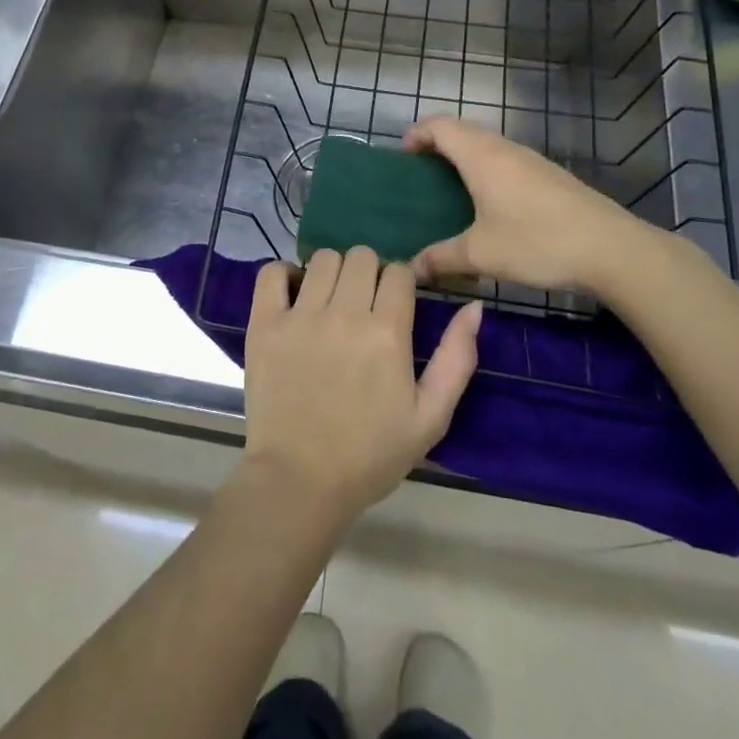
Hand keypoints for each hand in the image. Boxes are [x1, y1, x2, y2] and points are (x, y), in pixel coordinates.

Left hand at [241, 247, 481, 525]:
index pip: (399, 271)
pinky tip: (293, 294)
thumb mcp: (431, 416)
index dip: (401, 283)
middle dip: (369, 273)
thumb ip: (457, 358)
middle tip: (363, 304)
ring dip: (332, 272)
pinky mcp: (264, 324)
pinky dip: (283, 274)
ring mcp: (300, 316)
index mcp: (387, 332)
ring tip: (329, 301)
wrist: (300, 482)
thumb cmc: (370, 455)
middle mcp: (344, 314)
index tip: (395, 304)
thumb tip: (474, 306)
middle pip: (362, 256)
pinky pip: (272, 273)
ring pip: (323, 258)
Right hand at [405, 116, 688, 297]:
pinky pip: (506, 161)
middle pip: (463, 131)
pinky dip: (487, 171)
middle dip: (437, 145)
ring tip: (449, 191)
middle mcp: (504, 149)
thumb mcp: (481, 255)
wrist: (611, 249)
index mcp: (481, 157)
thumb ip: (442, 258)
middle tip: (420, 176)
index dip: (417, 133)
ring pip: (487, 146)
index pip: (440, 125)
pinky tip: (489, 205)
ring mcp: (531, 160)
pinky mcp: (549, 176)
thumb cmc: (537, 242)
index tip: (403, 156)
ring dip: (464, 158)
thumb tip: (412, 268)